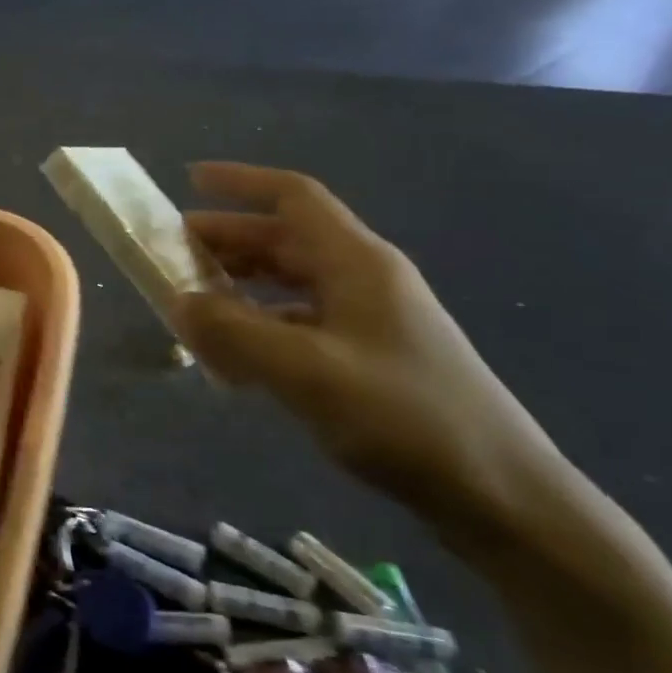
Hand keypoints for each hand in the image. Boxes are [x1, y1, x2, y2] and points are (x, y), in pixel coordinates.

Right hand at [170, 164, 558, 529]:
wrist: (499, 492)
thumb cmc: (405, 418)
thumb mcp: (308, 372)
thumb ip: (235, 332)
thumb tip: (177, 301)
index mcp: (356, 262)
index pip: (293, 197)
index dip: (240, 182)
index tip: (189, 180)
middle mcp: (363, 278)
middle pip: (285, 239)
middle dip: (227, 240)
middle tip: (172, 253)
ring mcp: (369, 318)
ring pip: (290, 282)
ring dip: (240, 284)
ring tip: (193, 302)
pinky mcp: (369, 355)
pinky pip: (300, 322)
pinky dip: (261, 326)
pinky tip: (235, 356)